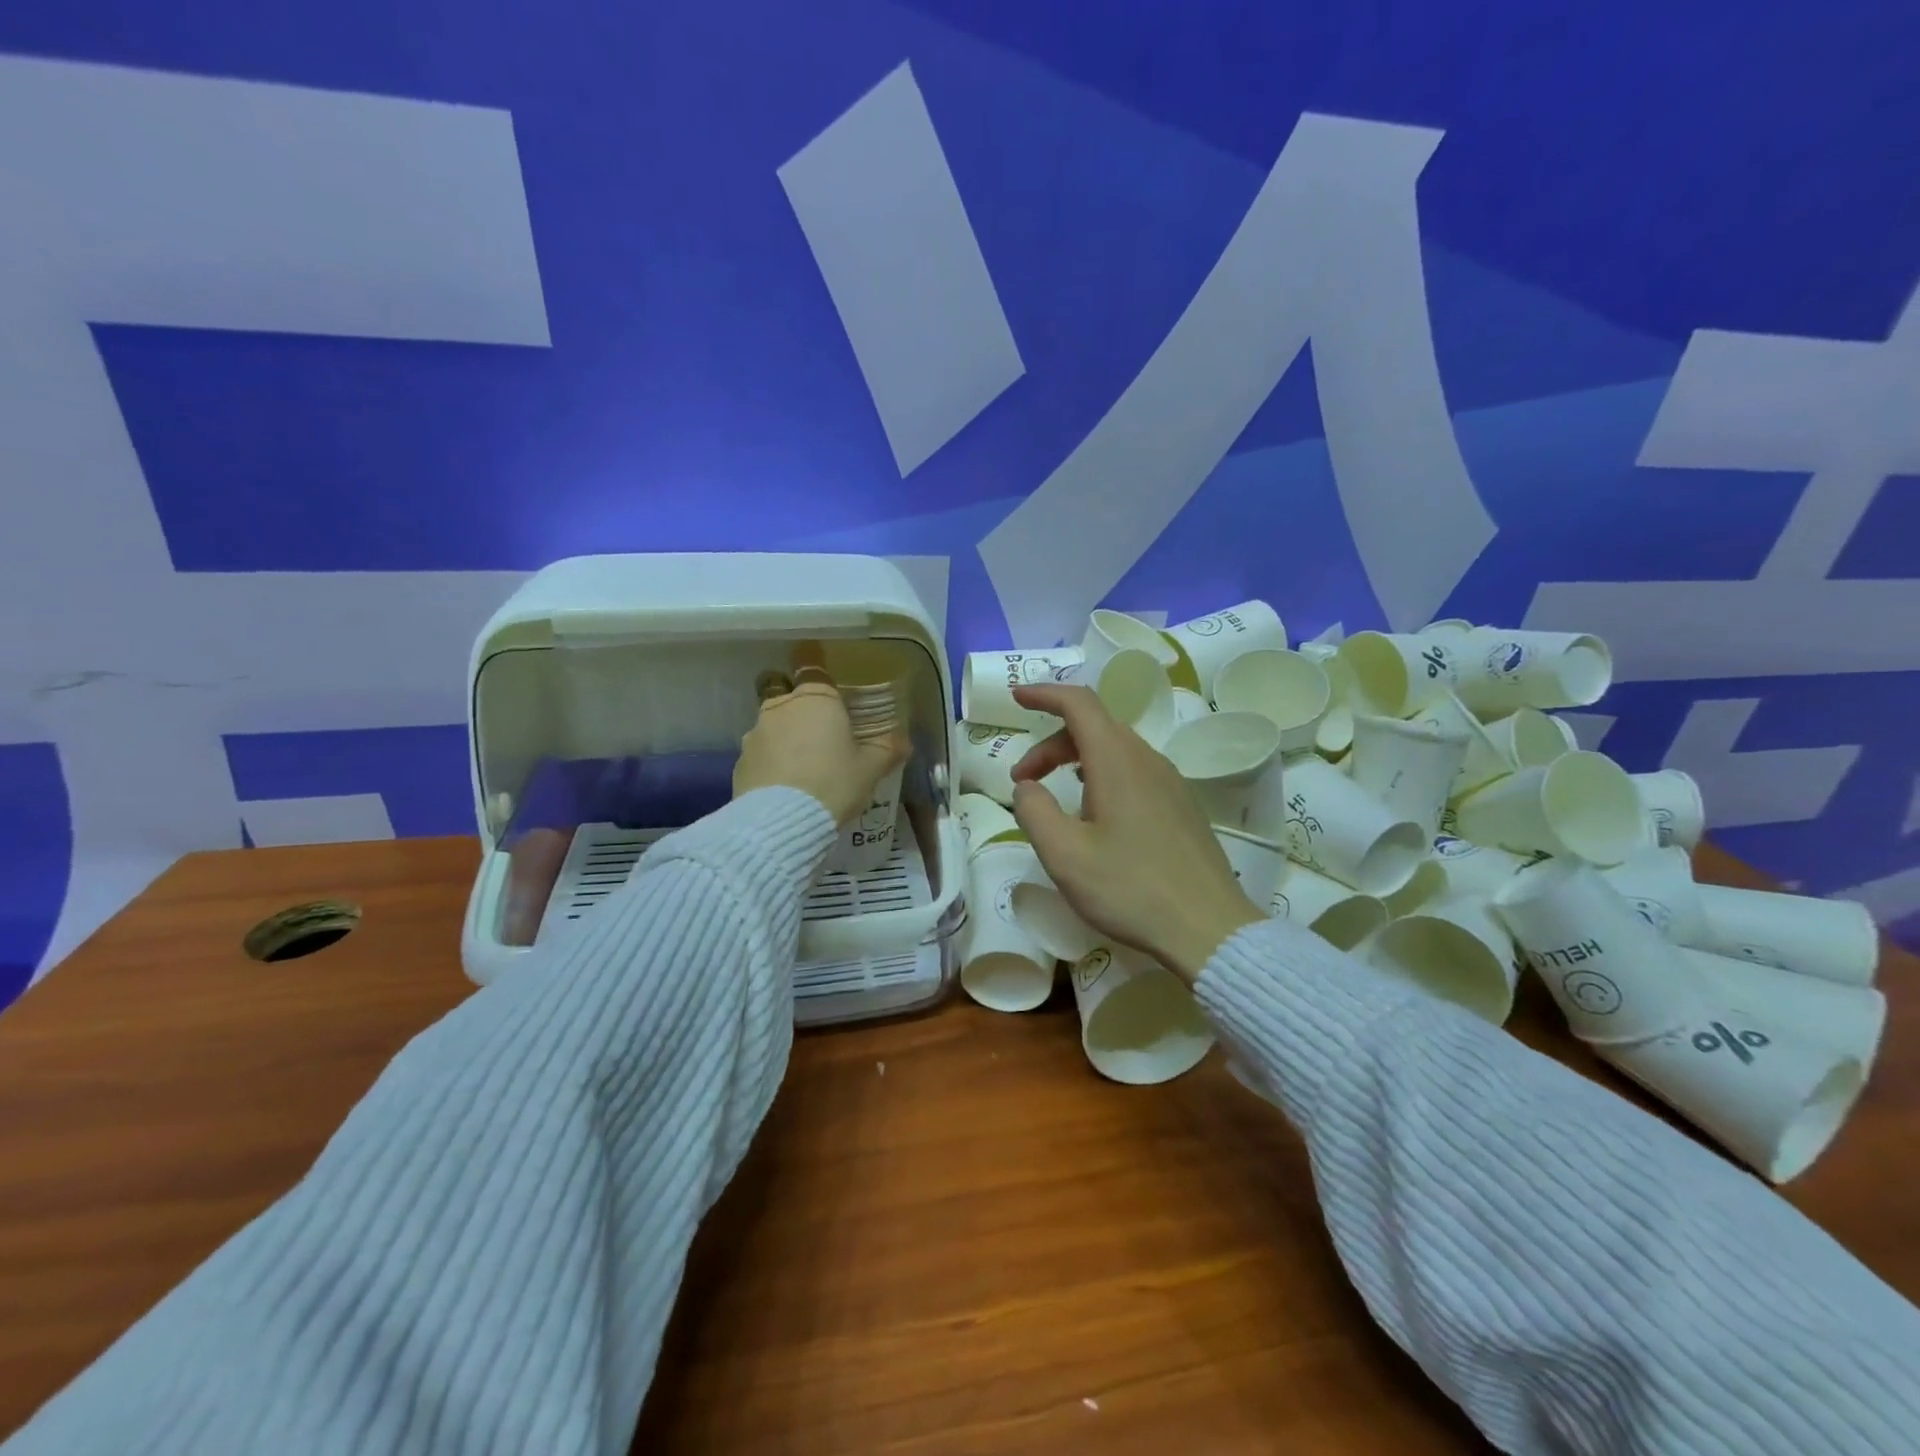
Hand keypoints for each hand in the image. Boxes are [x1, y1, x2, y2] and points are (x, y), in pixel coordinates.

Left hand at [734, 680, 907, 826]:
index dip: (816, 667)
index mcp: (816, 699)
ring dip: (785, 738)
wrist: (782, 822)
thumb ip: (887, 749)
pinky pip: (760, 754)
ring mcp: (755, 733)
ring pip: (772, 725)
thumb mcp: (871, 769)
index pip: (813, 666)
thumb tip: (904, 741)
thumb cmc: (834, 783)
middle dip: (801, 708)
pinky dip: (771, 764)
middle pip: (789, 695)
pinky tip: (785, 786)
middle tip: (820, 733)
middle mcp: (781, 707)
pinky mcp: (739, 762)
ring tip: (802, 767)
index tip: (821, 673)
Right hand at [1009, 684, 1264, 983]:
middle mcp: (1146, 759)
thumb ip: (1034, 810)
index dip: (1045, 694)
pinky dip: (1101, 773)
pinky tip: (1094, 809)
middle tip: (1022, 780)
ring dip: (1075, 759)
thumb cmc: (1130, 889)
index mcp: (1117, 761)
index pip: (1079, 703)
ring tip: (1053, 794)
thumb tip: (1027, 786)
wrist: (1208, 929)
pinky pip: (1133, 769)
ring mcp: (1169, 781)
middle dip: (1050, 744)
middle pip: (1094, 726)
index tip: (1016, 697)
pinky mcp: (1180, 804)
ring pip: (1114, 749)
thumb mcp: (1064, 855)